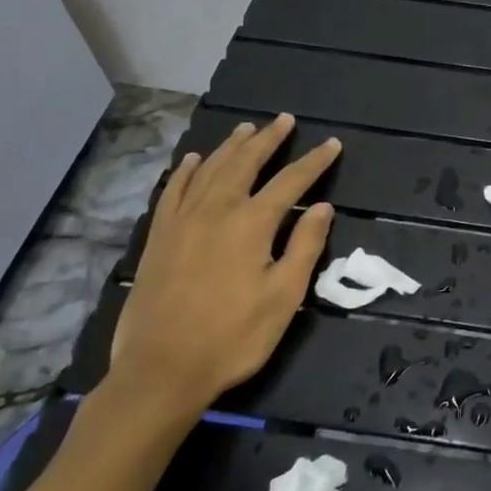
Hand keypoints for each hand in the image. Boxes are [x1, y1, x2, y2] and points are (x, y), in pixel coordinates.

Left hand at [102, 114, 340, 429]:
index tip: (331, 144)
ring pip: (209, 169)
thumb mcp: (283, 297)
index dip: (314, 161)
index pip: (291, 181)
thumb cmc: (232, 336)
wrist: (160, 370)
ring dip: (230, 146)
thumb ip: (305, 246)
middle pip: (246, 162)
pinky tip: (191, 160)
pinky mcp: (159, 237)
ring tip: (246, 129)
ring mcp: (182, 221)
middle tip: (284, 120)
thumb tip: (323, 207)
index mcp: (252, 223)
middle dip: (269, 139)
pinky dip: (185, 171)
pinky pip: (173, 191)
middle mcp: (217, 210)